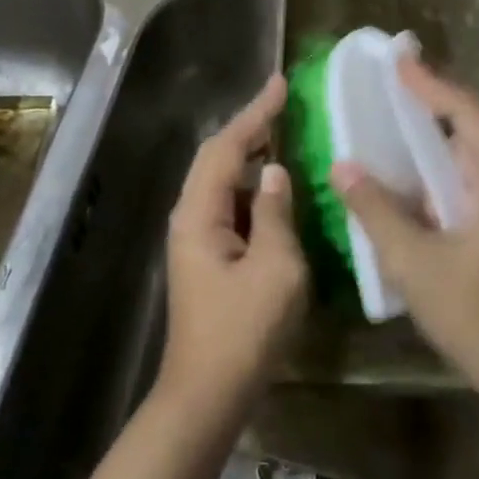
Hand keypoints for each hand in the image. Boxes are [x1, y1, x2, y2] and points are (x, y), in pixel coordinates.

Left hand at [159, 75, 308, 411]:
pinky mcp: (209, 258)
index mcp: (200, 213)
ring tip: (287, 136)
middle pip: (218, 158)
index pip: (227, 147)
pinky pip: (232, 207)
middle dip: (251, 128)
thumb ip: (277, 213)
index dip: (255, 113)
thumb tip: (277, 172)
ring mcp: (197, 239)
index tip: (281, 84)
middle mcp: (191, 217)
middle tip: (286, 105)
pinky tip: (280, 190)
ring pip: (224, 182)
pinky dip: (256, 190)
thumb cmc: (244, 332)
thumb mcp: (276, 269)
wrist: (208, 395)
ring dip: (253, 157)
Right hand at [331, 57, 478, 402]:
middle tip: (393, 86)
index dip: (430, 84)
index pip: (467, 113)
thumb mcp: (416, 262)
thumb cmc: (478, 317)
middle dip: (435, 104)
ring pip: (477, 157)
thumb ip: (376, 210)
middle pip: (476, 128)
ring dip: (439, 140)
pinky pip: (478, 182)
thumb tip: (343, 166)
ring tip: (397, 123)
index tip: (398, 59)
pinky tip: (415, 179)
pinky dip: (446, 172)